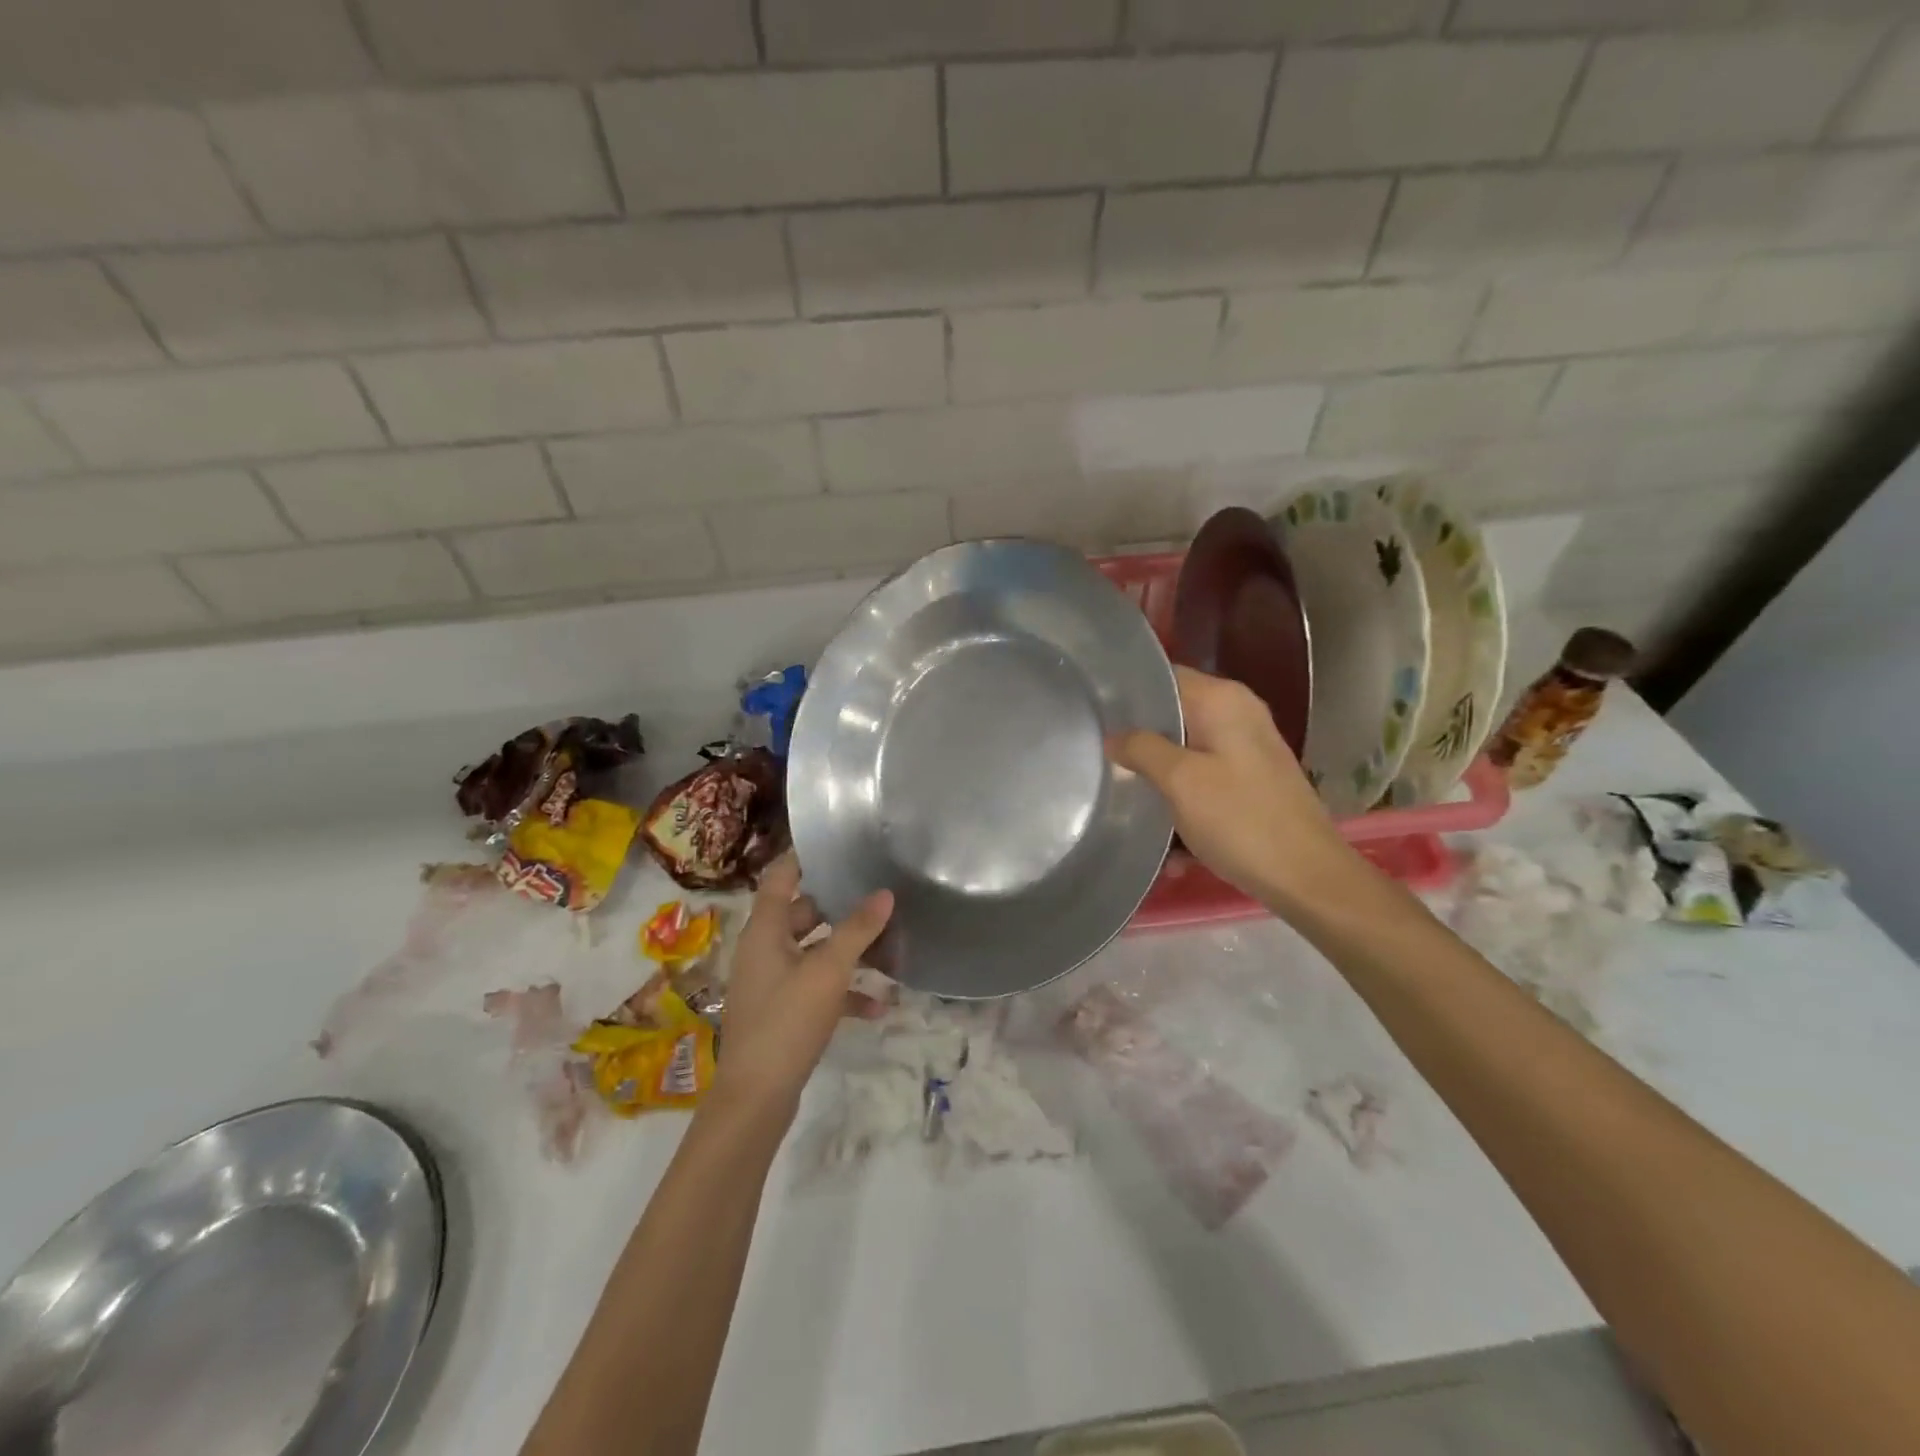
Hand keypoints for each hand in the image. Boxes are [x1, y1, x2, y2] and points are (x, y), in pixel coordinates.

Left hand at [709, 854, 892, 1120]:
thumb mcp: (828, 971)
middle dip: (839, 906)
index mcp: (764, 930)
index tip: (839, 844)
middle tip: (876, 893)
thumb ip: (857, 930)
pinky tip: (877, 1006)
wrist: (756, 1098)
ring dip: (847, 951)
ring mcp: (772, 982)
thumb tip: (885, 893)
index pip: (780, 876)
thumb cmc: (787, 1021)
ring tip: (887, 946)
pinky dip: (842, 991)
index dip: (804, 856)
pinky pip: (816, 987)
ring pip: (814, 951)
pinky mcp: (782, 1011)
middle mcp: (764, 949)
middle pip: (803, 912)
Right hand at [1108, 666, 1356, 910]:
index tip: (1093, 713)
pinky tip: (1162, 834)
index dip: (1127, 692)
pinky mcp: (1250, 780)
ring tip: (1119, 792)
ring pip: (1184, 749)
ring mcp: (1247, 748)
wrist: (1307, 877)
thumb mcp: (1180, 781)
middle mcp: (1238, 714)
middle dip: (1136, 737)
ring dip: (1156, 774)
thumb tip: (1114, 736)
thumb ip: (1141, 748)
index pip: (1164, 676)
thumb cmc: (1241, 820)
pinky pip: (1202, 778)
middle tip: (1096, 754)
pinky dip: (1181, 798)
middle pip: (1173, 714)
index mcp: (1223, 700)